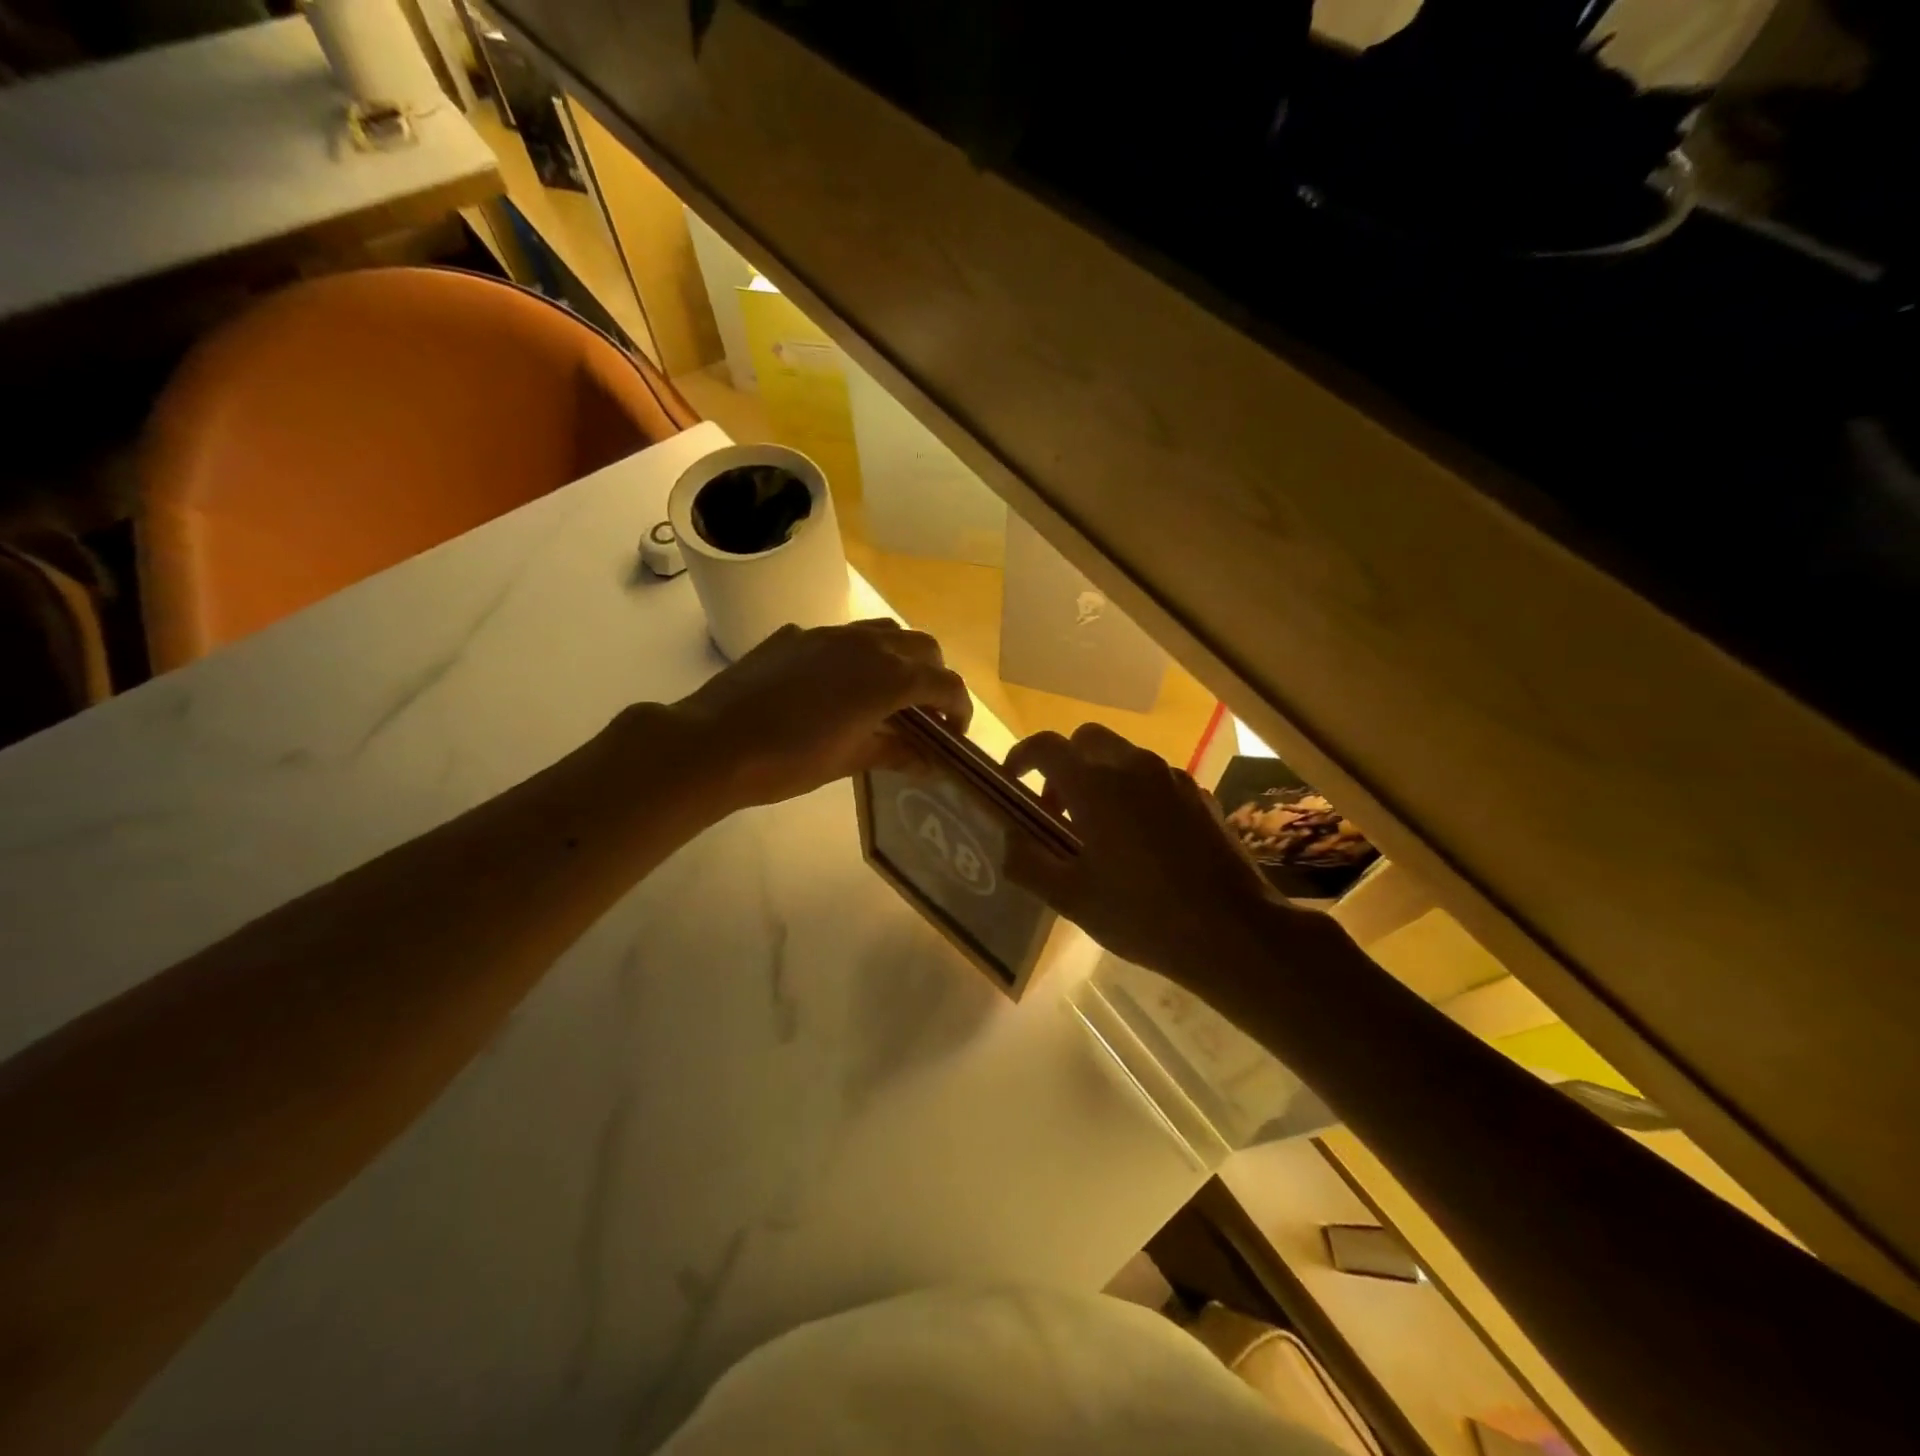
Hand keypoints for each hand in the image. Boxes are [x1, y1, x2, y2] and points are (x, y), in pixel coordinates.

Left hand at [670, 620, 971, 808]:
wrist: (714, 742)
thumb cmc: (788, 761)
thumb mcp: (849, 761)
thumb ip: (896, 753)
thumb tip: (930, 762)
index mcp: (887, 678)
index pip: (945, 683)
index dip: (959, 708)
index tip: (953, 733)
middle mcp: (866, 644)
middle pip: (922, 647)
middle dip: (934, 676)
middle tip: (924, 712)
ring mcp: (828, 634)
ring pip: (883, 632)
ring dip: (898, 658)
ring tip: (885, 694)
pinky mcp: (796, 636)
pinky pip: (841, 637)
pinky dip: (856, 657)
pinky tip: (833, 688)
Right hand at [1005, 724, 1310, 989]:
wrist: (1235, 931)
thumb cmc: (1143, 915)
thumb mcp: (1071, 899)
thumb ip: (1028, 862)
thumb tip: (1007, 838)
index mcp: (1095, 785)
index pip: (1046, 746)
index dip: (1021, 757)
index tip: (1012, 783)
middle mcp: (1133, 766)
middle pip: (1086, 740)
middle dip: (1063, 765)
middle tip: (1057, 811)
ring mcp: (1172, 777)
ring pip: (1123, 756)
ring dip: (1099, 778)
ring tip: (1099, 831)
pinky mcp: (1200, 794)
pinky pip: (1154, 778)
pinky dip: (1134, 792)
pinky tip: (1141, 841)